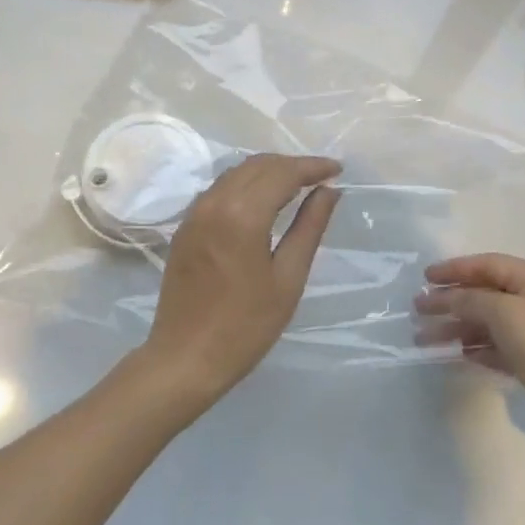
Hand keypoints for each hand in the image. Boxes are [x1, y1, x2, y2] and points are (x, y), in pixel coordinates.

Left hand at [144, 154, 341, 402]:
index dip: (313, 166)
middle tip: (321, 178)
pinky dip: (246, 184)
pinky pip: (220, 189)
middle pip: (258, 165)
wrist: (186, 358)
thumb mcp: (288, 278)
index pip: (283, 173)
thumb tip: (329, 191)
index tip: (338, 169)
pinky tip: (263, 201)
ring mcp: (195, 213)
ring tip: (297, 186)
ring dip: (269, 172)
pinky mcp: (185, 227)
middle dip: (292, 165)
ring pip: (236, 173)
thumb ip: (309, 227)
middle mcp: (214, 202)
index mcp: (242, 215)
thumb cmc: (246, 325)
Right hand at [416, 254, 524, 461]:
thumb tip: (447, 295)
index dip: (455, 269)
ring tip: (424, 338)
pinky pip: (497, 349)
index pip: (487, 265)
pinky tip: (456, 354)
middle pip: (485, 294)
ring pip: (488, 324)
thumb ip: (472, 299)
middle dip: (451, 301)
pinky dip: (476, 349)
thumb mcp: (507, 313)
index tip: (425, 277)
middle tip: (418, 310)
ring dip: (458, 327)